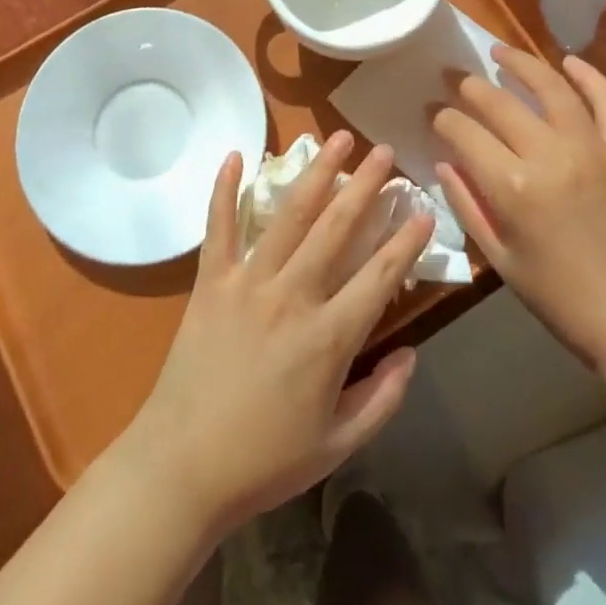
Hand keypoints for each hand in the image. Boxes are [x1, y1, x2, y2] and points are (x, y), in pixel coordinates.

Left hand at [122, 131, 435, 534]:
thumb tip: (411, 353)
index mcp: (328, 338)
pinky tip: (237, 154)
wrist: (182, 467)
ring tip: (334, 137)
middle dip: (365, 185)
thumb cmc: (264, 461)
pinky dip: (225, 188)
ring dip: (316, 173)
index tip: (422, 209)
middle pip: (336, 228)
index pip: (379, 276)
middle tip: (384, 150)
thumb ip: (383, 399)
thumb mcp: (338, 445)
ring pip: (288, 215)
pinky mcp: (210, 281)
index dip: (406, 241)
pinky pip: (218, 226)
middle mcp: (291, 296)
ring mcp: (247, 282)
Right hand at [431, 47, 605, 384]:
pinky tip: (569, 63)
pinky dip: (589, 77)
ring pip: (551, 88)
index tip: (433, 114)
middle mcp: (550, 156)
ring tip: (501, 52)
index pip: (463, 132)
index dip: (442, 118)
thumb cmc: (559, 298)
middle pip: (499, 102)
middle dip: (469, 86)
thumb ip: (467, 204)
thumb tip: (444, 162)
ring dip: (522, 63)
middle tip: (455, 79)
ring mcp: (593, 149)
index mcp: (512, 187)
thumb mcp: (500, 259)